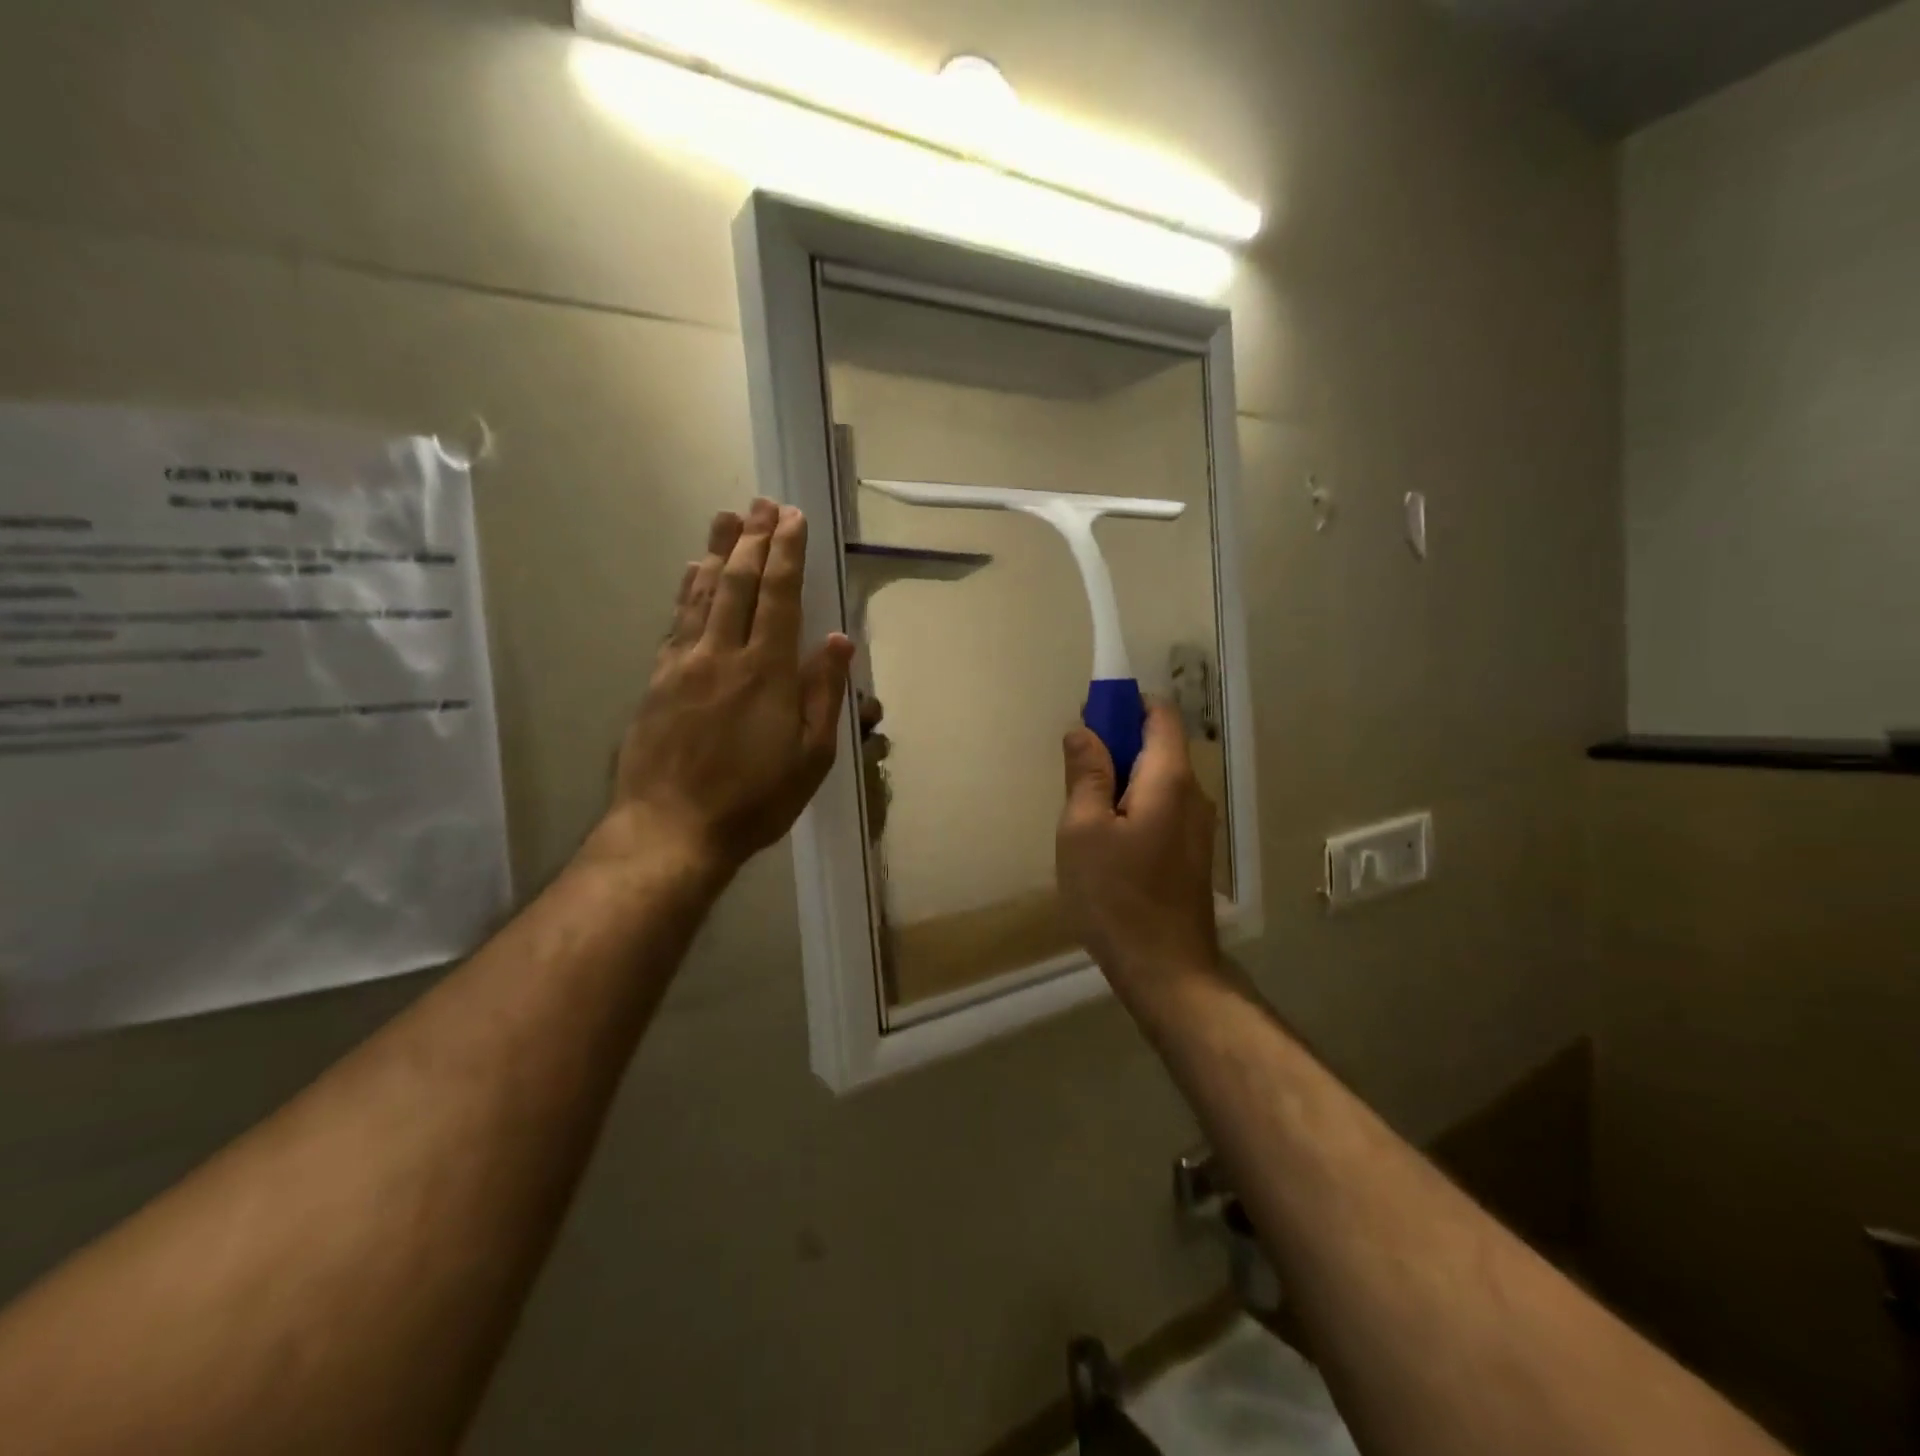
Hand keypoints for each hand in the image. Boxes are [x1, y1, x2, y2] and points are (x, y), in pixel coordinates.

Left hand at [597, 500, 853, 879]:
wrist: (670, 829)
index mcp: (766, 671)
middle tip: (761, 502)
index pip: (779, 596)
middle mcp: (722, 654)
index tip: (792, 517)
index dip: (786, 553)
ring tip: (727, 518)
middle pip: (737, 582)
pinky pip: (676, 620)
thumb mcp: (811, 757)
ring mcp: (683, 664)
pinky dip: (687, 589)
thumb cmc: (754, 800)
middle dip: (752, 539)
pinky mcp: (657, 680)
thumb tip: (837, 640)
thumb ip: (823, 694)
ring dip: (717, 551)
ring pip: (702, 594)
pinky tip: (692, 572)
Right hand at [1056, 700, 1219, 997]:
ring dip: (1121, 779)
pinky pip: (1161, 809)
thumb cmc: (1116, 896)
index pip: (1159, 714)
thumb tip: (1084, 731)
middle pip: (1158, 746)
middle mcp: (1193, 794)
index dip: (1124, 704)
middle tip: (1074, 771)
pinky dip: (1133, 806)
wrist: (1167, 970)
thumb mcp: (1083, 830)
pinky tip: (1106, 841)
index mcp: (1169, 779)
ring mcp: (1198, 826)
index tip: (1088, 717)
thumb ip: (1085, 774)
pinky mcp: (1191, 853)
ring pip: (1157, 781)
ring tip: (1083, 811)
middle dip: (1116, 744)